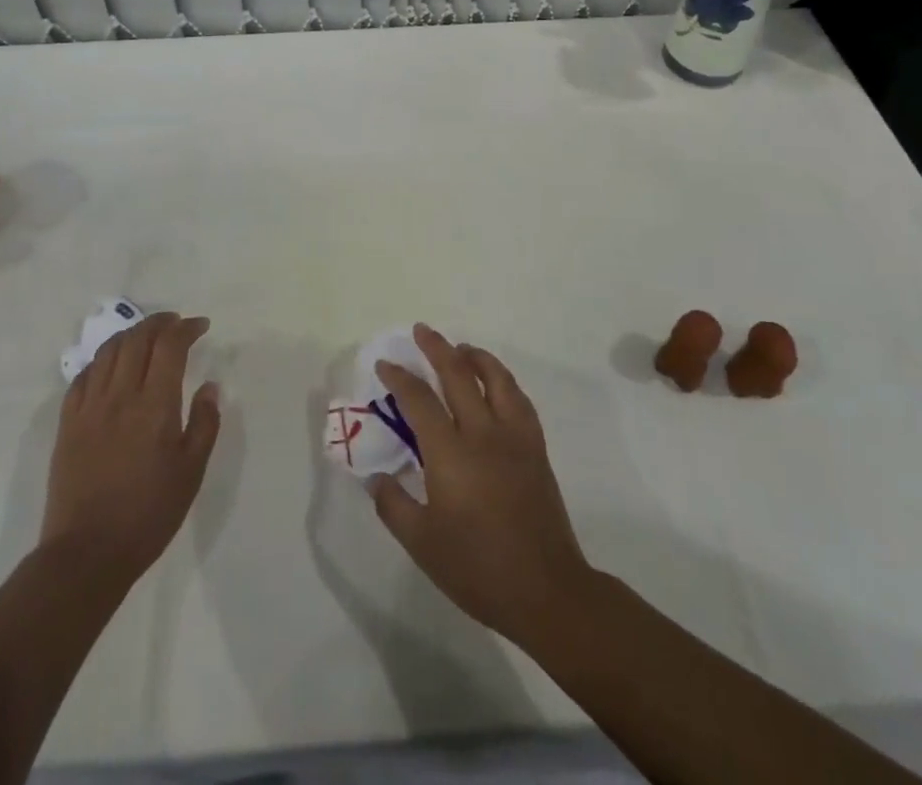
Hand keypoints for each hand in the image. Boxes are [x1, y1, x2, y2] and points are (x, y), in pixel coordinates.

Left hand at [40, 312, 220, 589]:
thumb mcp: (191, 472)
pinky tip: (111, 367)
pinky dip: (102, 361)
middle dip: (159, 323)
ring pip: (108, 351)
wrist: (87, 553)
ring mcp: (89, 407)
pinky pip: (83, 376)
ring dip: (131, 335)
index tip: (201, 326)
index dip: (186, 328)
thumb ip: (204, 423)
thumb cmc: (149, 514)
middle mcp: (120, 395)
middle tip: (176, 324)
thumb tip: (210, 386)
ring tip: (146, 337)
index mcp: (154, 405)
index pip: (169, 345)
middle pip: (137, 338)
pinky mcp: (67, 424)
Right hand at [368, 324, 592, 644]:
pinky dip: (502, 380)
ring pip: (496, 378)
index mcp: (450, 453)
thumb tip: (376, 477)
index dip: (399, 377)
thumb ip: (394, 505)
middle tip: (421, 331)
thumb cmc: (477, 568)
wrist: (546, 590)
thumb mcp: (422, 544)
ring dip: (475, 356)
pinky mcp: (535, 448)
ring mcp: (514, 437)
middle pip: (458, 374)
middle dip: (436, 348)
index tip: (385, 365)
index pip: (419, 400)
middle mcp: (482, 433)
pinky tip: (495, 384)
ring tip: (460, 349)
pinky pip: (518, 399)